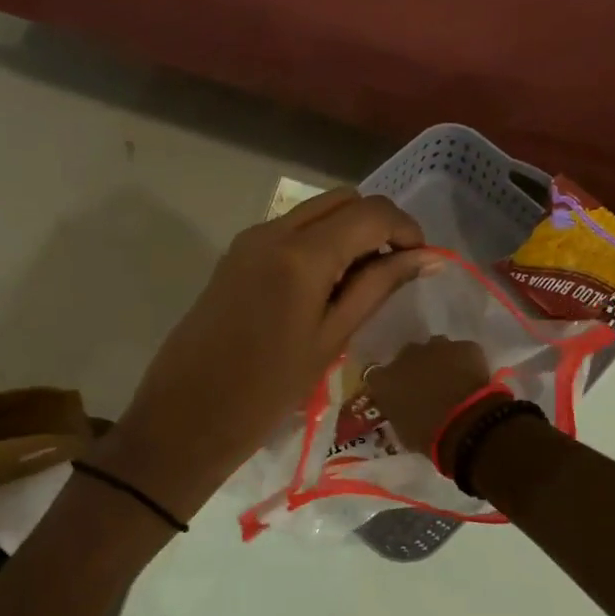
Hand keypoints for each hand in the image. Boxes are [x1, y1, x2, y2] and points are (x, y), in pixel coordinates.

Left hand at [98, 188, 435, 517]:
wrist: (186, 415)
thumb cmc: (267, 391)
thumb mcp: (331, 339)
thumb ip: (379, 288)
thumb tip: (428, 257)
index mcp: (302, 254)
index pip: (371, 212)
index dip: (406, 229)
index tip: (421, 262)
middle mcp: (273, 231)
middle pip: (343, 200)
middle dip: (377, 225)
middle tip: (394, 271)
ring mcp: (249, 240)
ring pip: (315, 211)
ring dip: (348, 232)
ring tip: (362, 283)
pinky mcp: (235, 255)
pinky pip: (290, 230)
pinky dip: (319, 243)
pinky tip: (325, 286)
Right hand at [364, 336, 506, 468]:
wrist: (466, 425)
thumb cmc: (428, 436)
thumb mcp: (403, 432)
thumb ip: (398, 414)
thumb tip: (403, 411)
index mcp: (384, 380)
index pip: (375, 376)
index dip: (387, 384)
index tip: (396, 395)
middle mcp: (406, 356)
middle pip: (406, 356)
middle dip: (415, 369)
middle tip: (427, 388)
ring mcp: (436, 347)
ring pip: (435, 348)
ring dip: (440, 362)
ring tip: (453, 382)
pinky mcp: (465, 347)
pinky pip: (463, 352)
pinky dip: (466, 363)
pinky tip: (474, 381)